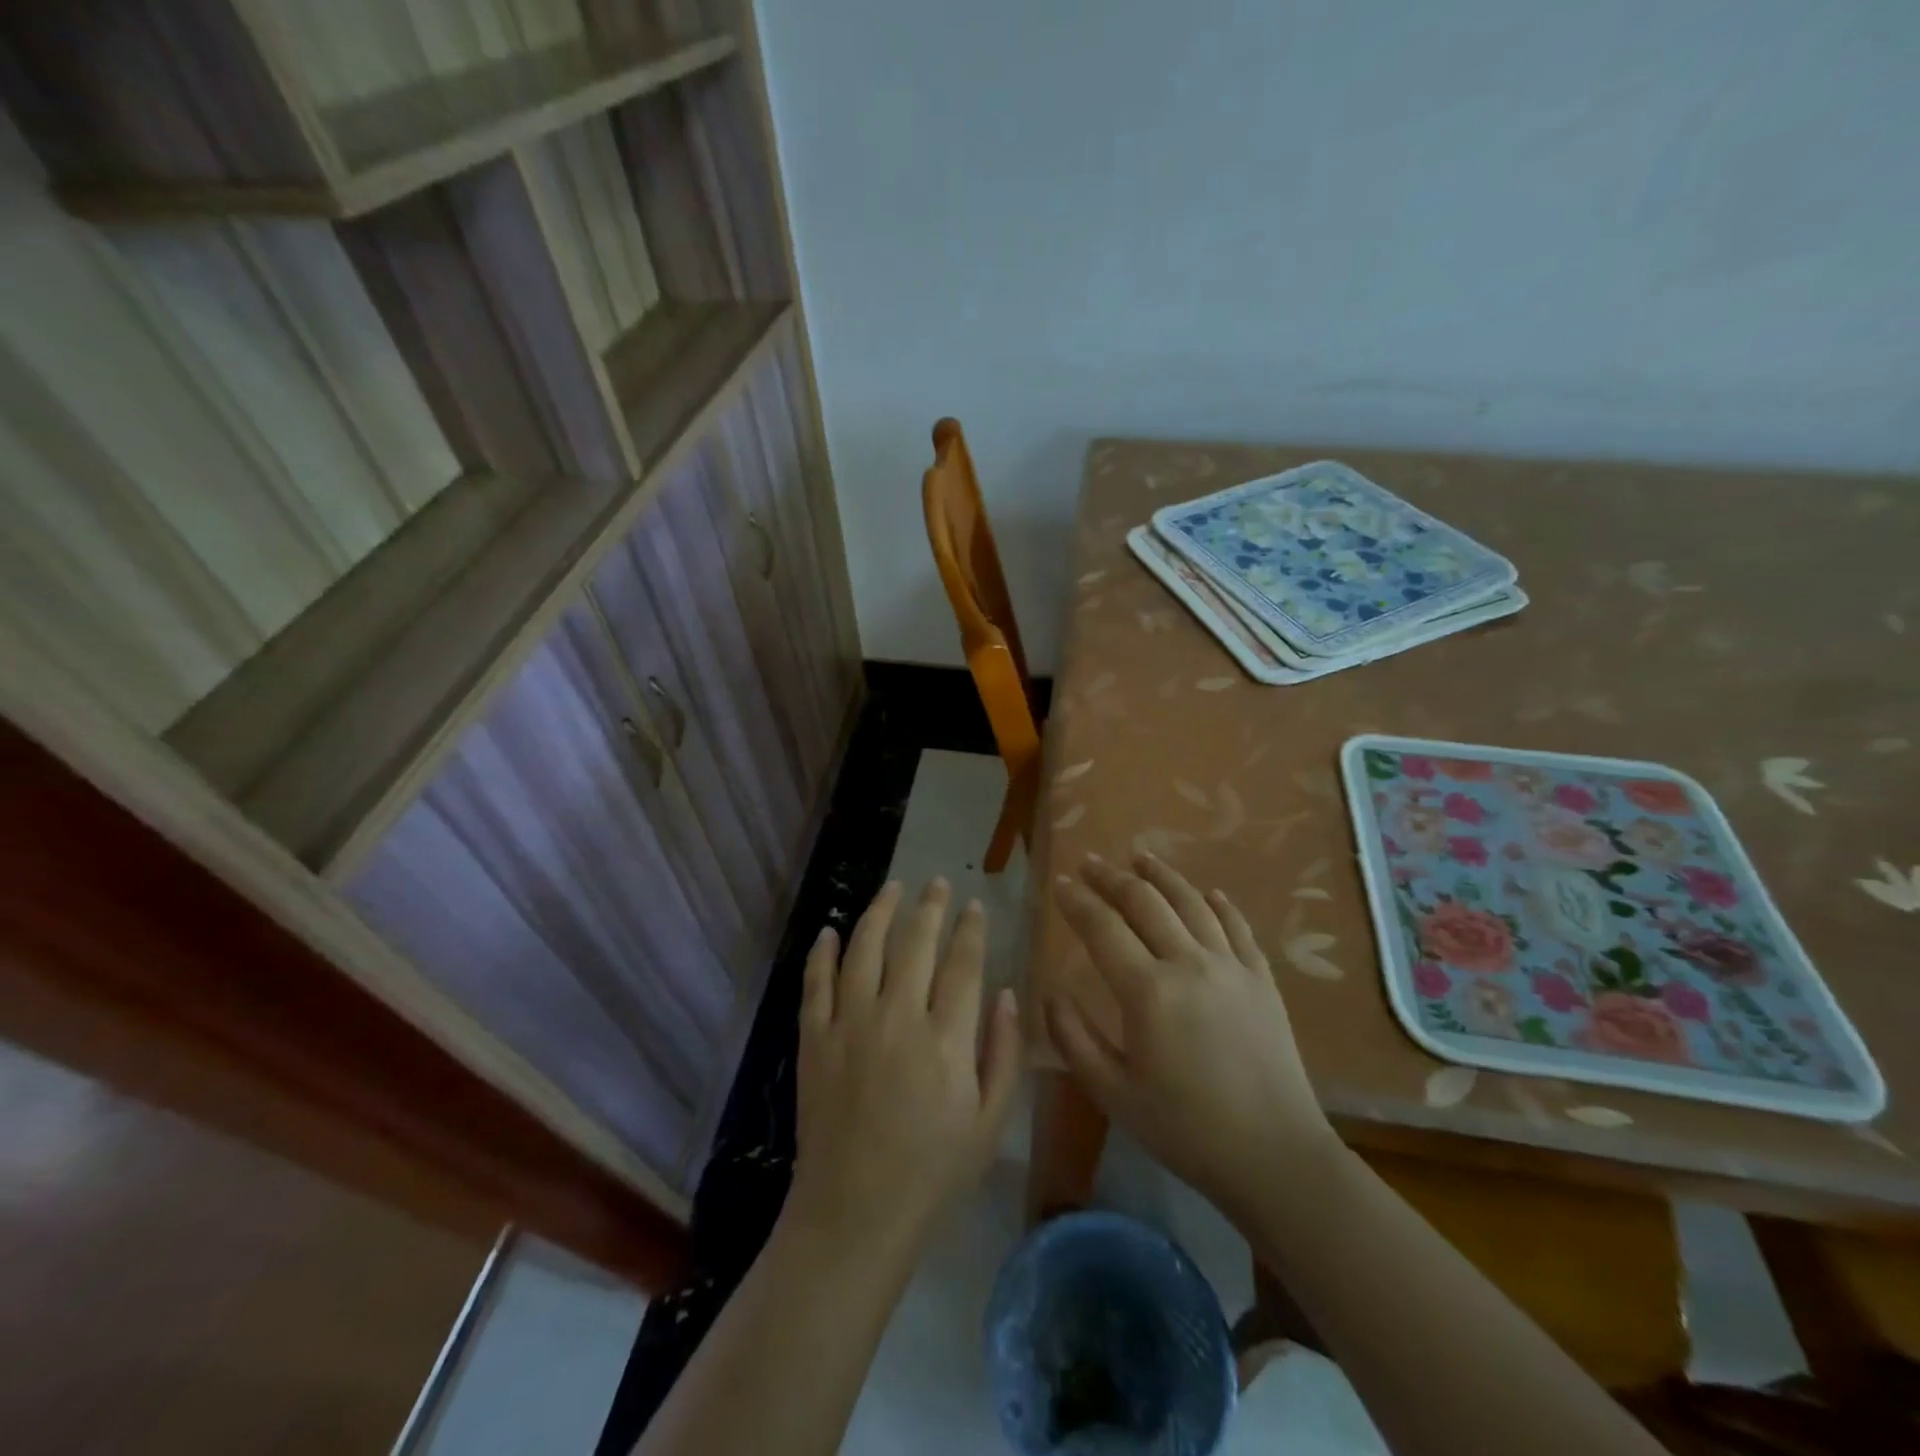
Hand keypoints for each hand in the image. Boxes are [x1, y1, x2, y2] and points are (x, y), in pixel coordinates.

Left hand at [786, 879, 1022, 1254]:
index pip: (962, 964)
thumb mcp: (989, 1122)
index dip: (971, 929)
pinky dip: (823, 952)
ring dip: (880, 911)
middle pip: (915, 944)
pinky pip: (815, 982)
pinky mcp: (814, 1039)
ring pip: (864, 948)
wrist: (854, 1212)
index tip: (976, 905)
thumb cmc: (932, 1171)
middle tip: (938, 883)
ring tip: (892, 887)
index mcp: (945, 1040)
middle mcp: (896, 1019)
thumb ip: (1004, 1053)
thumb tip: (1008, 993)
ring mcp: (849, 1025)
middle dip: (930, 907)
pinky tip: (831, 930)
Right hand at [1047, 854, 1334, 1215]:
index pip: (1103, 928)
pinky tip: (1208, 892)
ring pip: (1191, 902)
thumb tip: (1050, 992)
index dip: (1078, 901)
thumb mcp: (1114, 1093)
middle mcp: (1189, 963)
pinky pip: (1238, 926)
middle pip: (1145, 902)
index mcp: (1148, 991)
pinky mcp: (1262, 978)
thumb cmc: (1185, 1129)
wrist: (1275, 1156)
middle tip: (1091, 862)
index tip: (1060, 883)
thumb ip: (1074, 1038)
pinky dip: (1219, 903)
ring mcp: (1231, 966)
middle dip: (1112, 877)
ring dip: (1162, 876)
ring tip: (1140, 857)